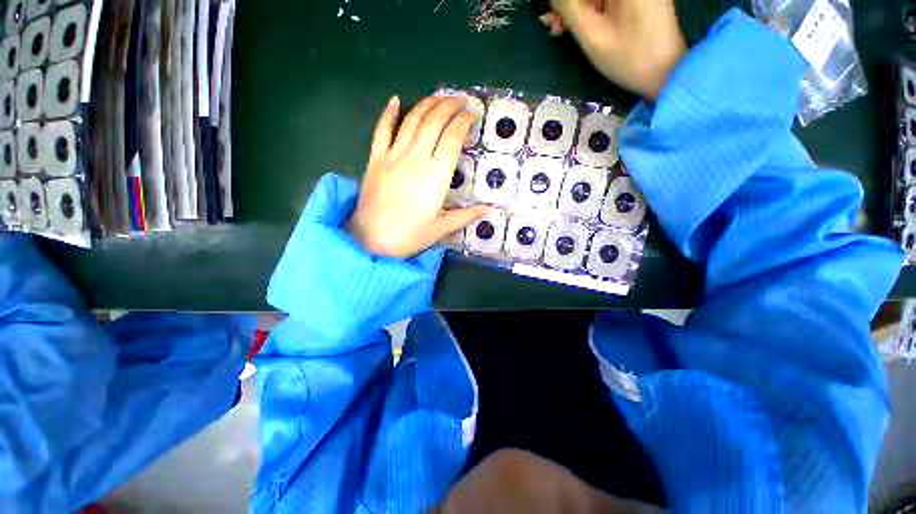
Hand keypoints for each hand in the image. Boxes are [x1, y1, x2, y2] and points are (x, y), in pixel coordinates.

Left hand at [347, 96, 487, 257]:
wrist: (371, 240)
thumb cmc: (410, 235)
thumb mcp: (442, 228)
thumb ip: (466, 216)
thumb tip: (490, 211)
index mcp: (436, 176)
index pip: (452, 137)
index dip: (463, 121)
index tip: (472, 115)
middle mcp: (416, 158)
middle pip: (434, 121)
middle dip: (449, 105)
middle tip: (460, 100)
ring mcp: (393, 156)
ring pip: (412, 120)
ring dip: (427, 104)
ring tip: (439, 97)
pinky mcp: (375, 159)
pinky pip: (382, 130)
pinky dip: (388, 113)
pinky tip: (396, 100)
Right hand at [541, 0, 686, 99]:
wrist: (664, 73)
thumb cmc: (628, 57)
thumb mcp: (592, 35)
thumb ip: (570, 8)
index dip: (564, 1)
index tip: (551, 13)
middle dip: (569, 4)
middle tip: (552, 25)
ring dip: (576, 9)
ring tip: (559, 29)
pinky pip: (605, 0)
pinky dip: (589, 10)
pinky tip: (576, 25)